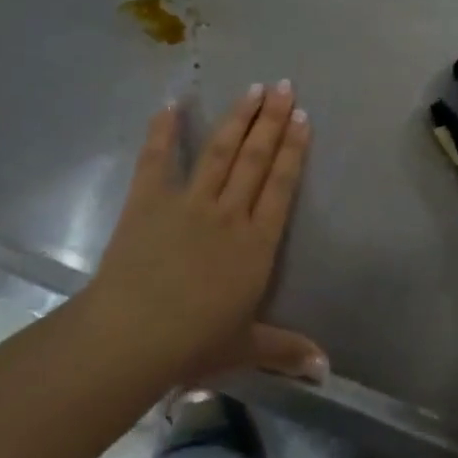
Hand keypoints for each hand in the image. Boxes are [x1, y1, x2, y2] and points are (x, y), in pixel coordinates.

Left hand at [82, 82, 325, 387]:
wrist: (131, 338)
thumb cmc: (193, 343)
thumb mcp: (246, 347)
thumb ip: (287, 350)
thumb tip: (327, 370)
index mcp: (256, 242)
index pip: (281, 184)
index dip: (294, 149)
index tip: (303, 117)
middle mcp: (230, 212)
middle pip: (256, 157)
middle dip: (272, 120)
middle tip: (284, 86)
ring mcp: (189, 203)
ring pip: (220, 151)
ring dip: (238, 117)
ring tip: (254, 88)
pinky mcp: (148, 202)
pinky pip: (157, 160)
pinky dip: (162, 131)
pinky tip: (171, 104)